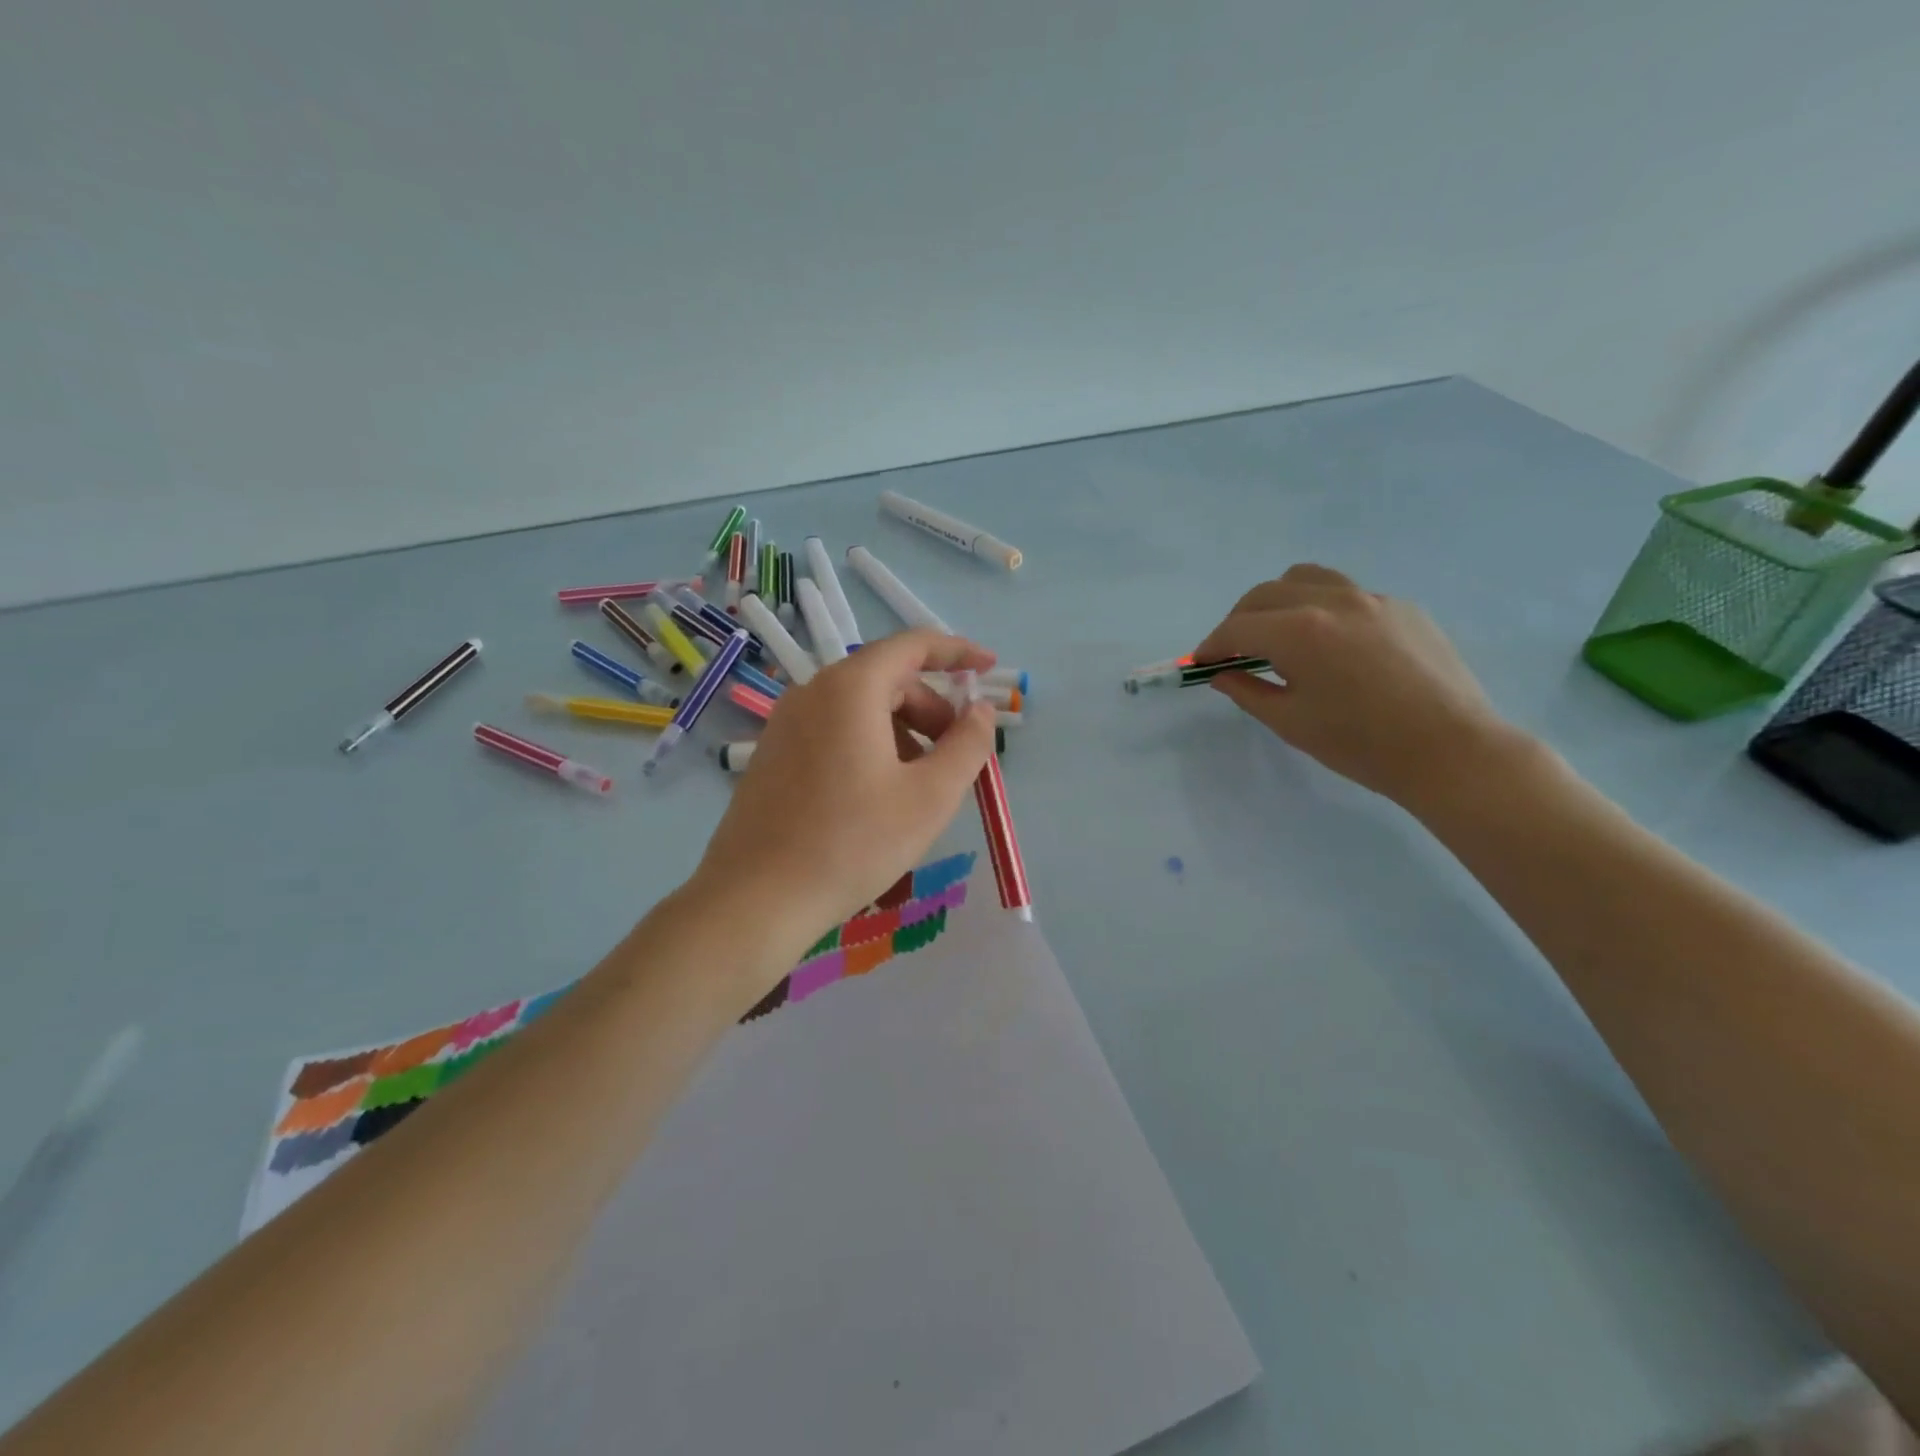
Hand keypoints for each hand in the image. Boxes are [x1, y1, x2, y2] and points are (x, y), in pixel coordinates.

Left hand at [693, 629, 999, 968]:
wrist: (756, 899)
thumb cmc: (853, 843)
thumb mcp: (930, 797)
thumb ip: (967, 745)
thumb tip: (981, 711)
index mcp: (850, 688)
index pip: (913, 645)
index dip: (958, 652)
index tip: (990, 669)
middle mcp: (812, 691)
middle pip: (887, 679)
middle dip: (932, 708)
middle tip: (956, 755)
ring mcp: (786, 722)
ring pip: (860, 708)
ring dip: (902, 732)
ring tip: (918, 787)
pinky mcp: (773, 753)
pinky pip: (834, 730)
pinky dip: (870, 745)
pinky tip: (877, 797)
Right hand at [1193, 564, 1525, 808]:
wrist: (1451, 749)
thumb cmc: (1361, 744)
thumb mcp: (1290, 722)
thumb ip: (1247, 691)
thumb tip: (1221, 673)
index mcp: (1298, 631)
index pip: (1237, 628)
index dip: (1212, 645)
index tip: (1201, 663)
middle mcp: (1331, 600)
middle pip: (1264, 594)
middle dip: (1239, 621)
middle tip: (1233, 652)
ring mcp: (1371, 598)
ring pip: (1306, 578)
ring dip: (1278, 600)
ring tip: (1278, 632)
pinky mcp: (1401, 607)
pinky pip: (1345, 592)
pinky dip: (1319, 607)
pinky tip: (1330, 644)